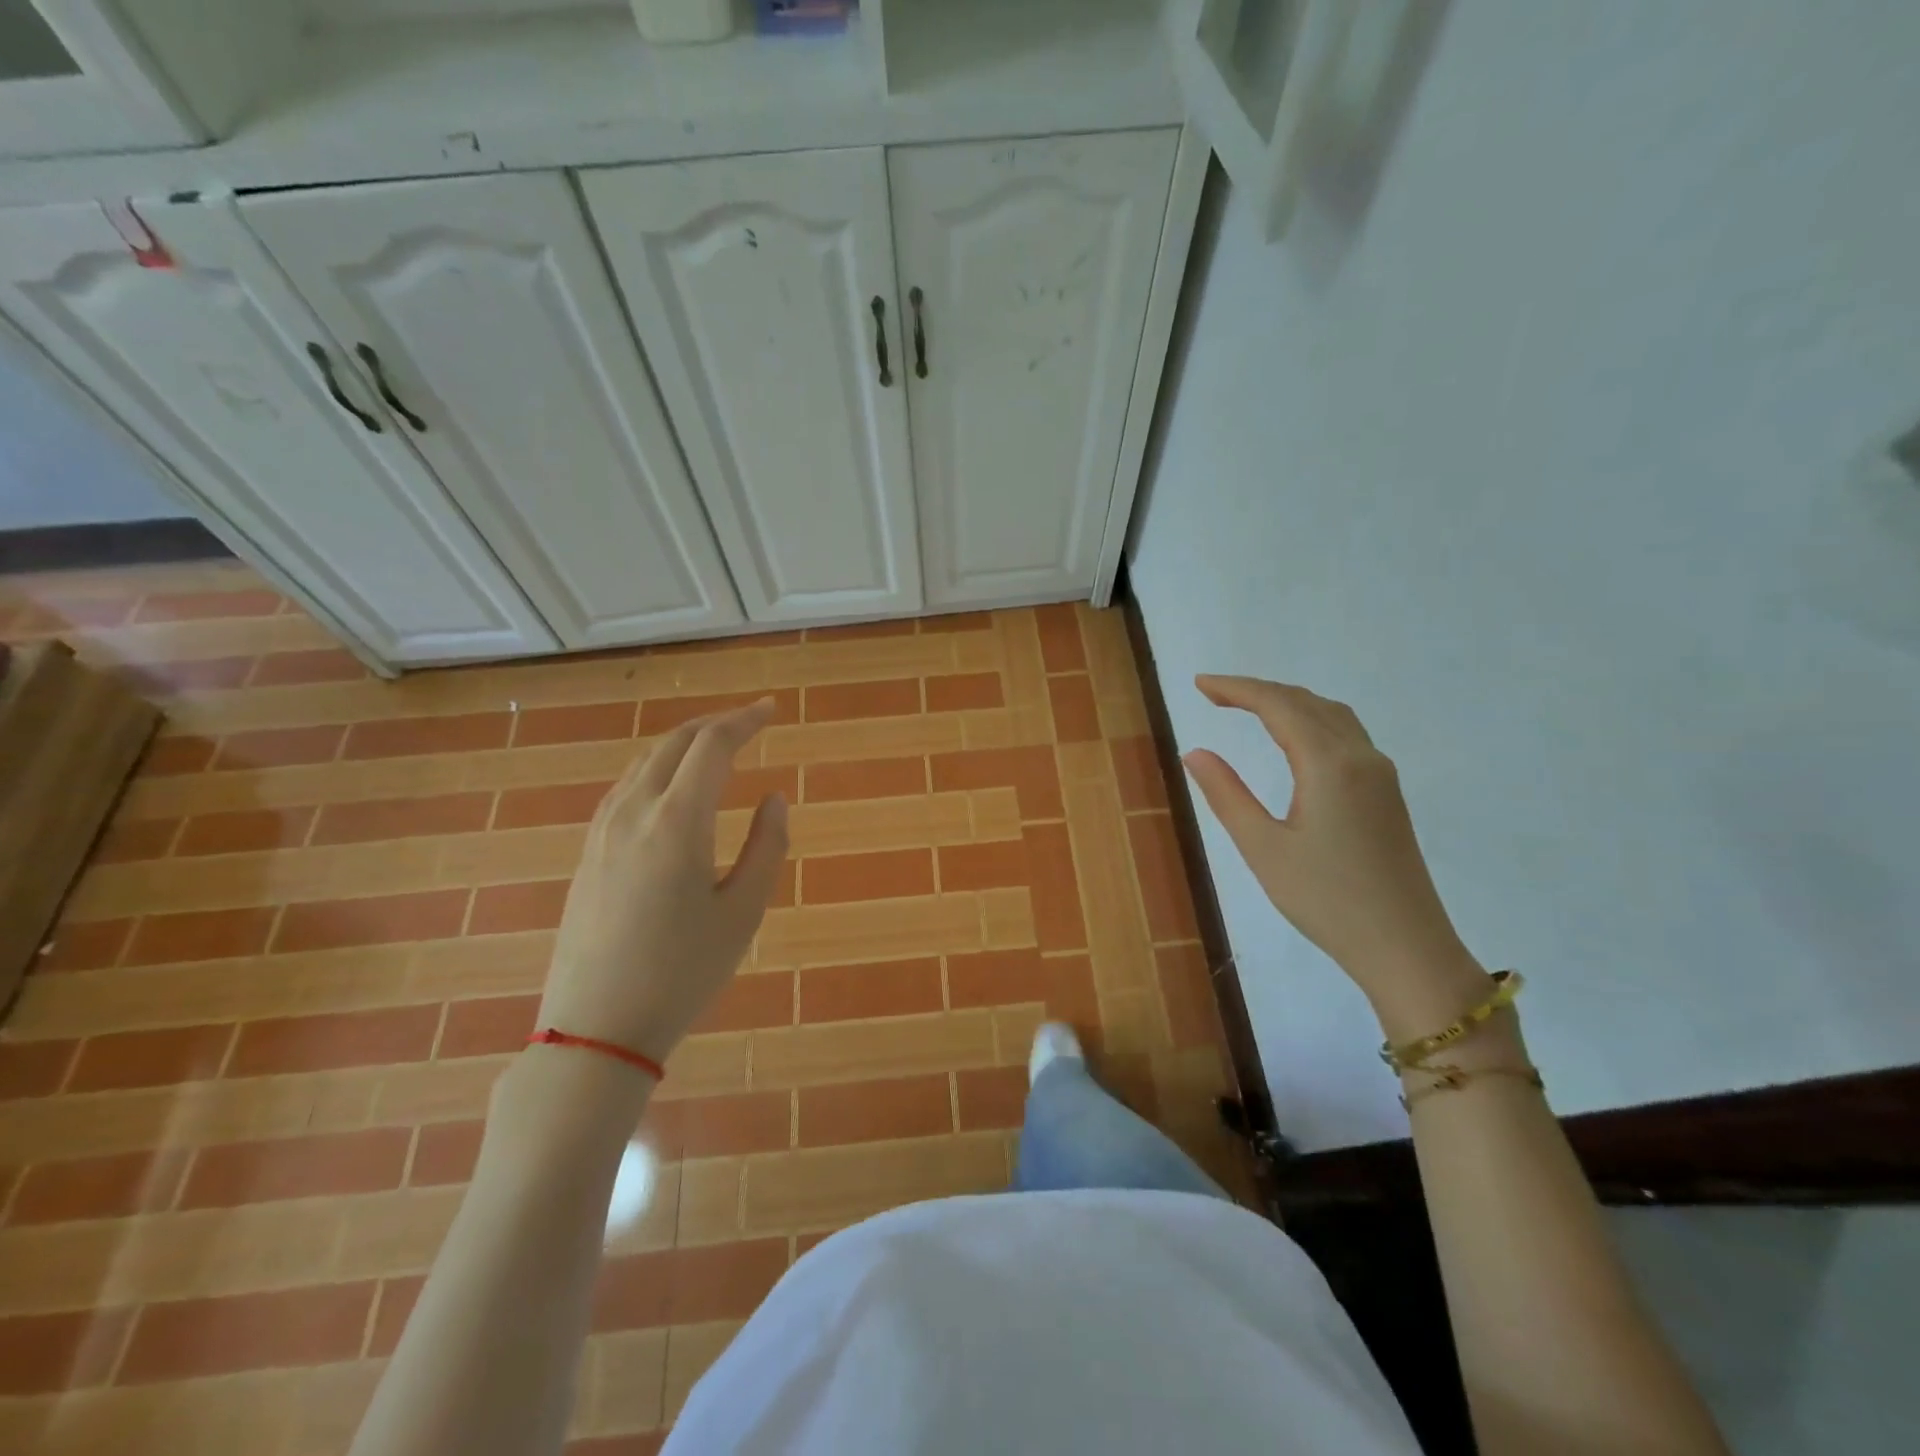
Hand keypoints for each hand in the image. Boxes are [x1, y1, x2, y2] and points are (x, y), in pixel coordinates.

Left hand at [536, 699, 789, 1066]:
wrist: (596, 1027)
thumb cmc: (682, 972)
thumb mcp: (743, 912)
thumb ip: (766, 846)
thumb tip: (774, 798)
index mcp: (677, 821)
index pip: (712, 745)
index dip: (744, 720)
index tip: (771, 709)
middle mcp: (634, 811)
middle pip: (675, 743)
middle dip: (715, 723)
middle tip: (750, 722)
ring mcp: (603, 830)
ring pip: (645, 762)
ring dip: (684, 744)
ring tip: (716, 748)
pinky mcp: (588, 851)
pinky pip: (626, 787)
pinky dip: (658, 769)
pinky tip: (671, 787)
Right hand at [1183, 676, 1489, 1033]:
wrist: (1405, 946)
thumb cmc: (1326, 900)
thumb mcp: (1263, 848)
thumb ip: (1226, 794)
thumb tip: (1195, 752)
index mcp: (1329, 764)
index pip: (1278, 705)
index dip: (1236, 688)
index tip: (1199, 684)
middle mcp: (1360, 757)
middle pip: (1306, 702)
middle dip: (1258, 691)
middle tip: (1213, 694)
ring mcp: (1379, 774)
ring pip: (1331, 715)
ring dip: (1287, 702)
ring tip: (1248, 707)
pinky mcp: (1386, 793)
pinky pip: (1346, 734)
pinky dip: (1310, 720)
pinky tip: (1294, 739)